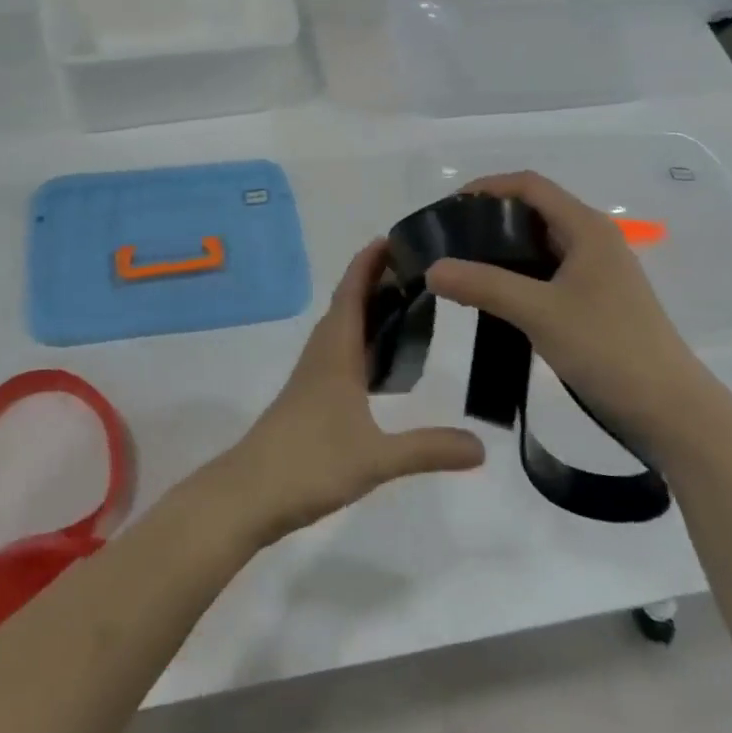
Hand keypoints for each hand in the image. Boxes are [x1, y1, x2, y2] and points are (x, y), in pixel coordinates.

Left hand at [214, 240, 485, 545]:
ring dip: (366, 310)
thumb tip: (483, 447)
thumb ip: (429, 449)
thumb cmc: (309, 463)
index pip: (352, 293)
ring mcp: (312, 378)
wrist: (248, 494)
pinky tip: (380, 364)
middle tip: (415, 269)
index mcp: (335, 353)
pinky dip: (360, 342)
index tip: (392, 238)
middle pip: (347, 305)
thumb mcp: (376, 458)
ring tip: (404, 305)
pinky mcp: (308, 399)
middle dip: (374, 281)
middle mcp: (322, 355)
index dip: (368, 263)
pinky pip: (338, 354)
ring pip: (341, 330)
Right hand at [424, 171, 708, 439]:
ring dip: (502, 250)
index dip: (487, 187)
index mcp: (587, 228)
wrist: (670, 411)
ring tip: (461, 268)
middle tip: (447, 241)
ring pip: (540, 245)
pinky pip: (547, 273)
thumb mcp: (539, 313)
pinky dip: (517, 276)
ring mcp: (597, 272)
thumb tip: (432, 268)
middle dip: (489, 219)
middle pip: (534, 211)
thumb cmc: (608, 349)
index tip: (448, 208)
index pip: (529, 185)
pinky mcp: (595, 301)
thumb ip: (484, 286)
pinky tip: (492, 297)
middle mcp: (593, 240)